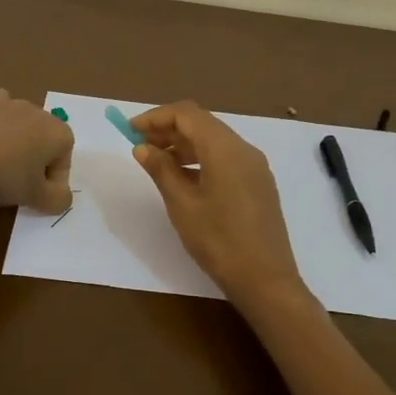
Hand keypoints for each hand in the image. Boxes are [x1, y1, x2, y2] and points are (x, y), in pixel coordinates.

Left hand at [0, 89, 73, 213]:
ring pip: (17, 125)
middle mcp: (37, 111)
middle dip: (34, 159)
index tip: (38, 196)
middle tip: (16, 183)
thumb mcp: (38, 199)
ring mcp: (7, 102)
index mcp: (57, 132)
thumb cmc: (4, 178)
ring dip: (12, 142)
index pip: (64, 158)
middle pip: (42, 138)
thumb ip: (59, 200)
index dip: (54, 180)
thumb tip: (62, 197)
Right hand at [130, 101, 307, 306]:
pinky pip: (226, 158)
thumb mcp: (182, 205)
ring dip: (184, 144)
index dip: (156, 117)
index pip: (187, 115)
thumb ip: (162, 170)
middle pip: (202, 123)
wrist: (265, 279)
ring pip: (215, 141)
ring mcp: (254, 167)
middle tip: (140, 145)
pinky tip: (184, 179)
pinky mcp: (258, 183)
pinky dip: (201, 158)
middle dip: (169, 129)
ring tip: (158, 162)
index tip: (130, 130)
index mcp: (225, 149)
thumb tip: (143, 147)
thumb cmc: (219, 241)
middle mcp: (244, 149)